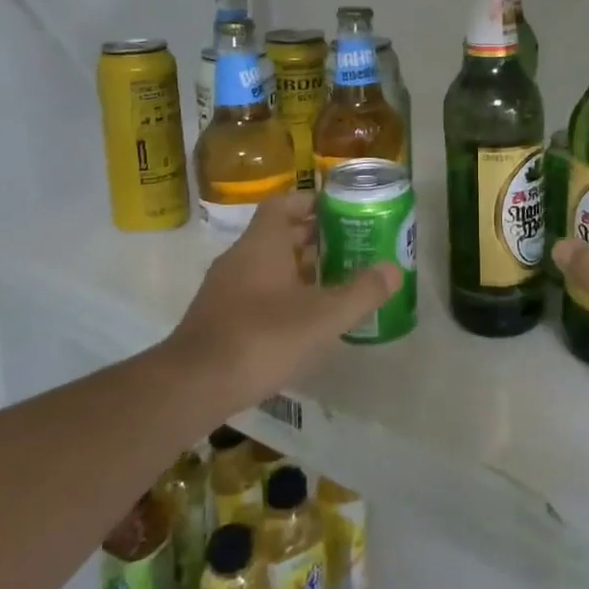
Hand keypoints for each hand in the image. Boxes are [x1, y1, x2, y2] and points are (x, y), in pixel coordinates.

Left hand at [162, 191, 400, 410]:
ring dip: (297, 269)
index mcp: (262, 243)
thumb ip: (361, 292)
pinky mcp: (217, 318)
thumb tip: (394, 269)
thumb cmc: (262, 337)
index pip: (284, 204)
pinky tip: (301, 321)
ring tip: (332, 284)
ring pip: (266, 266)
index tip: (339, 212)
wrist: (193, 385)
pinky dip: (280, 296)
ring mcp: (224, 289)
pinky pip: (254, 292)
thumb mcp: (323, 317)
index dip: (311, 203)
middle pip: (277, 234)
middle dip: (312, 238)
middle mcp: (239, 257)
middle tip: (348, 248)